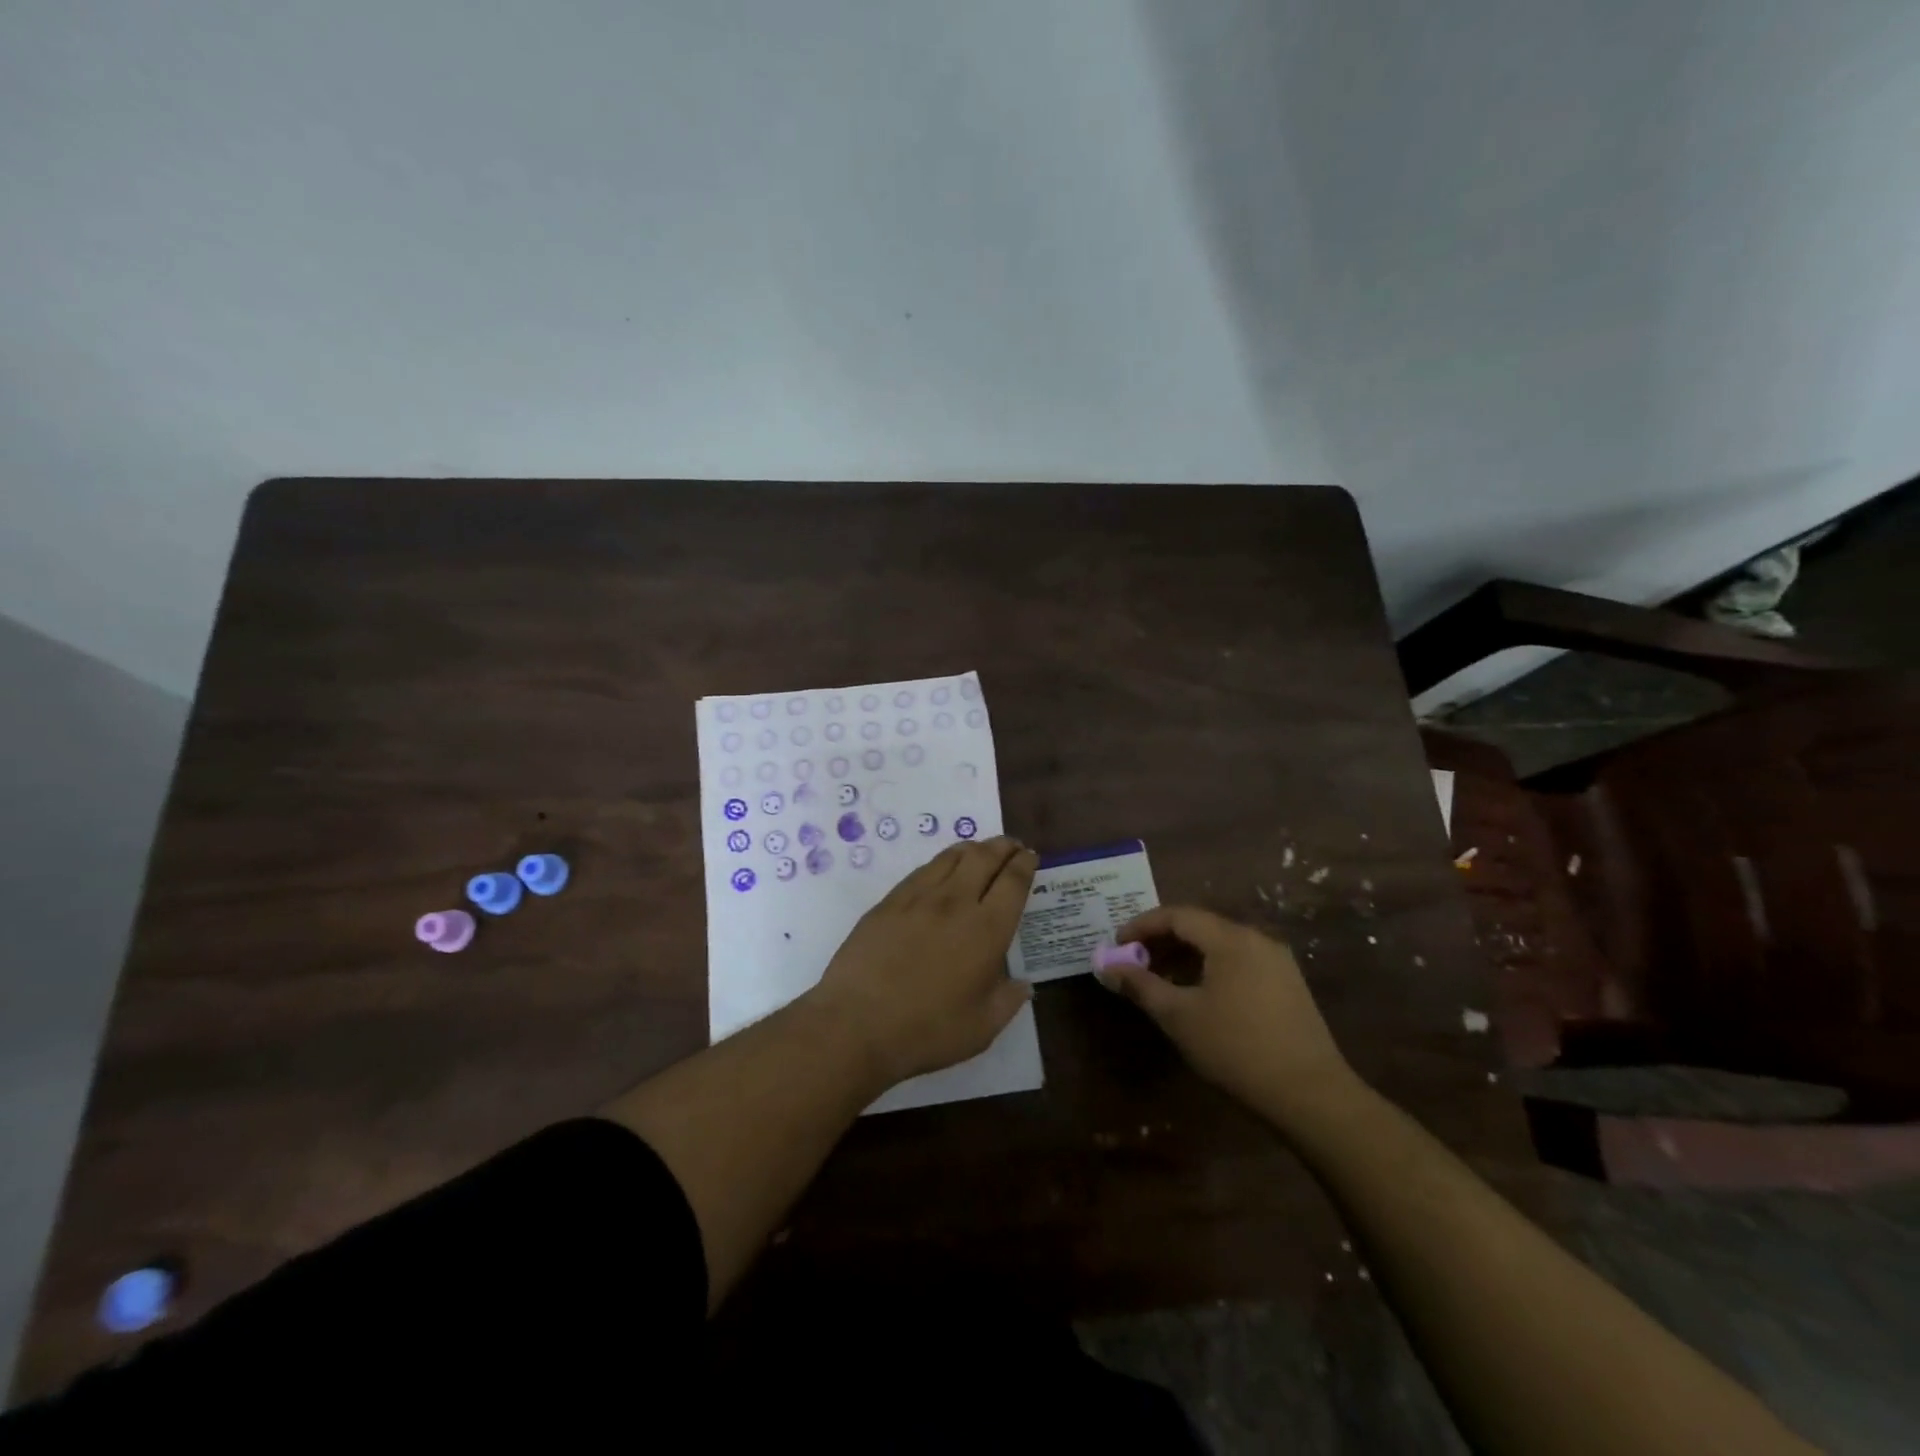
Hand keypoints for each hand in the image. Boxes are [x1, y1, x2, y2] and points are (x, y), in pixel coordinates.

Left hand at [807, 836, 1037, 1085]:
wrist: (858, 1022)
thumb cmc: (927, 1030)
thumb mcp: (982, 1028)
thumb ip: (1008, 1001)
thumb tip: (1023, 985)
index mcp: (987, 929)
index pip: (1013, 881)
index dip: (1025, 864)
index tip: (1030, 856)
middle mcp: (956, 902)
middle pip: (984, 857)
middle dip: (1003, 847)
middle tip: (1012, 846)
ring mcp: (919, 897)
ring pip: (952, 857)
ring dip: (973, 848)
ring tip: (980, 850)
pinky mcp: (890, 901)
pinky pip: (923, 870)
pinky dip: (941, 862)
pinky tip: (941, 870)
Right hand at [1100, 905, 1361, 1133]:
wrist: (1310, 1095)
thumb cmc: (1236, 1049)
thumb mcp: (1178, 1016)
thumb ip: (1140, 985)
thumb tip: (1107, 967)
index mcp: (1230, 939)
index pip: (1177, 915)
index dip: (1142, 925)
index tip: (1117, 944)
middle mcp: (1256, 939)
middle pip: (1200, 926)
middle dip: (1162, 940)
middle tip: (1134, 962)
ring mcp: (1277, 962)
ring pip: (1220, 945)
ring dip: (1185, 956)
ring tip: (1160, 980)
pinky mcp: (1288, 985)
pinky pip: (1239, 962)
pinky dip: (1210, 968)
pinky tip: (1198, 995)